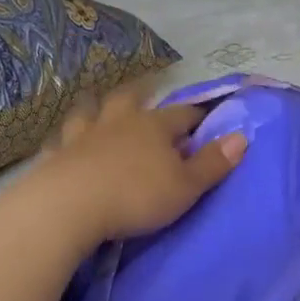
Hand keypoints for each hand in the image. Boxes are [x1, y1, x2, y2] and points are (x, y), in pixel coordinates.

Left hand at [36, 86, 245, 246]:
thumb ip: (213, 163)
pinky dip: (67, 138)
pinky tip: (66, 142)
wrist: (71, 205)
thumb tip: (242, 137)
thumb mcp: (186, 186)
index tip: (205, 118)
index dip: (196, 116)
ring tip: (100, 110)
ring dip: (98, 108)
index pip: (182, 114)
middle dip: (141, 96)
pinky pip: (63, 140)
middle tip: (146, 95)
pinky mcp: (58, 154)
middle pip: (131, 99)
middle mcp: (119, 121)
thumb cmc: (137, 195)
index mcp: (154, 126)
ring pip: (92, 111)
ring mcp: (84, 134)